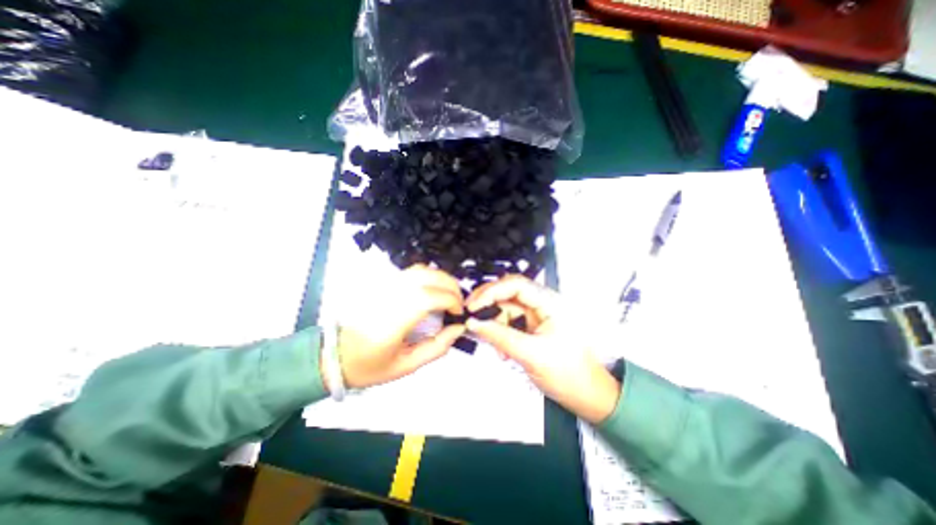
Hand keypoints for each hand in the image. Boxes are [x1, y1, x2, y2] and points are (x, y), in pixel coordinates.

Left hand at [336, 263, 468, 388]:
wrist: (336, 355)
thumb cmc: (370, 365)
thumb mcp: (407, 366)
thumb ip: (437, 347)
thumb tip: (458, 328)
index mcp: (392, 321)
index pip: (428, 297)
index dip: (450, 300)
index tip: (458, 313)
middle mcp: (388, 297)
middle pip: (427, 276)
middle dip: (451, 286)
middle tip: (459, 303)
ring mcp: (384, 287)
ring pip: (420, 270)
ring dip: (441, 278)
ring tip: (449, 295)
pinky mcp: (382, 284)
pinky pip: (411, 272)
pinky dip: (429, 276)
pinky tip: (434, 290)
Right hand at [465, 274, 619, 422]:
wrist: (587, 396)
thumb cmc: (571, 375)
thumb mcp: (531, 355)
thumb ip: (500, 337)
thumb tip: (475, 323)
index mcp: (551, 303)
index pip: (516, 285)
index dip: (491, 292)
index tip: (474, 306)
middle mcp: (543, 305)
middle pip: (509, 293)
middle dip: (488, 303)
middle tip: (471, 315)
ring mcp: (537, 316)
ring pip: (506, 308)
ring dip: (494, 322)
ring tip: (489, 340)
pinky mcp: (533, 327)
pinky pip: (510, 322)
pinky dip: (500, 332)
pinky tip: (501, 349)